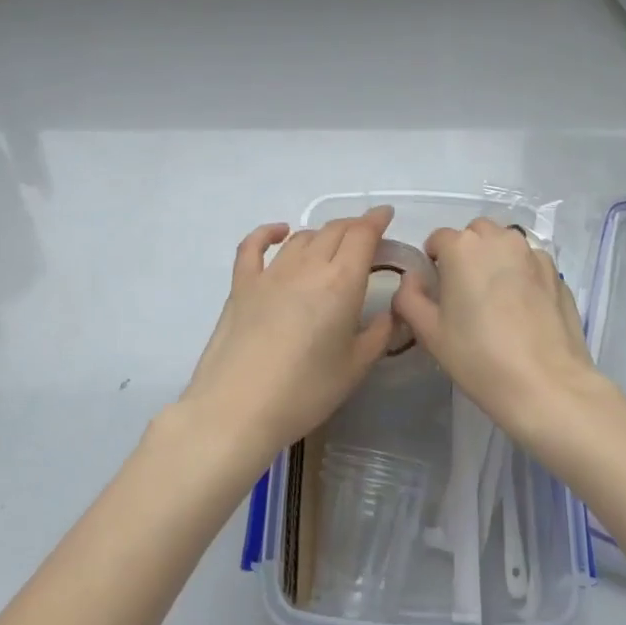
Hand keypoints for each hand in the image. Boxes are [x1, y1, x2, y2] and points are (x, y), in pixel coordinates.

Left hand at [178, 207, 398, 465]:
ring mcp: (270, 273)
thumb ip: (378, 334)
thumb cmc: (305, 392)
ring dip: (321, 235)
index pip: (362, 235)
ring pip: (302, 237)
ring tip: (331, 247)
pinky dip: (269, 233)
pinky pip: (254, 246)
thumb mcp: (355, 368)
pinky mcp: (242, 284)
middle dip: (354, 227)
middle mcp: (308, 267)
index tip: (386, 215)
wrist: (237, 409)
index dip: (376, 220)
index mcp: (341, 282)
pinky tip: (280, 232)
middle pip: (334, 230)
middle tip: (365, 236)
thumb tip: (388, 312)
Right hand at [393, 217, 605, 447]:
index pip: (438, 239)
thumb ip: (409, 297)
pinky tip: (523, 307)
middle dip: (466, 253)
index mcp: (462, 247)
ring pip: (505, 243)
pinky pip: (530, 261)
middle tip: (466, 292)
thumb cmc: (479, 358)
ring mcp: (532, 253)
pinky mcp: (556, 272)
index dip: (433, 263)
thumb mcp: (429, 332)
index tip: (438, 291)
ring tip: (496, 297)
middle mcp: (499, 239)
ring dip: (495, 258)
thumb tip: (413, 279)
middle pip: (474, 234)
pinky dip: (521, 272)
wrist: (547, 385)